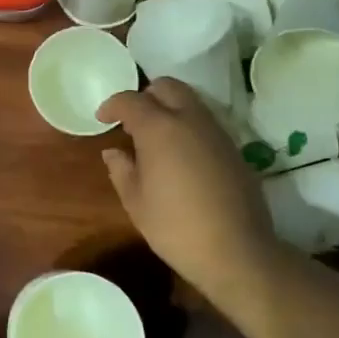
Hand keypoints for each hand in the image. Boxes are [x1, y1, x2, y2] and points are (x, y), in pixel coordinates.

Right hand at [97, 79, 277, 289]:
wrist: (236, 251)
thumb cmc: (176, 227)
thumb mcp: (136, 202)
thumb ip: (121, 169)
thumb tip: (114, 151)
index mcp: (160, 128)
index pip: (131, 100)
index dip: (112, 105)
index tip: (102, 118)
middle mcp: (190, 119)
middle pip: (167, 86)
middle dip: (146, 95)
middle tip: (132, 120)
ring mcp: (217, 132)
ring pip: (190, 100)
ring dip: (170, 108)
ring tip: (155, 136)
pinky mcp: (234, 148)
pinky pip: (206, 122)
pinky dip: (188, 125)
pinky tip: (181, 154)